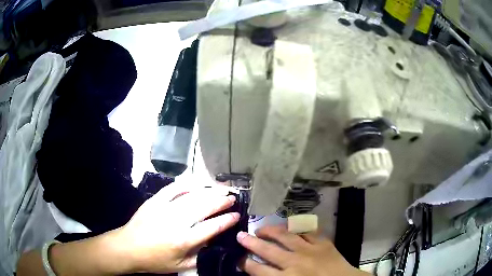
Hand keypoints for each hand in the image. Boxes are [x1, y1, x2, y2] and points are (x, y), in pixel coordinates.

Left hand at [114, 182, 239, 273]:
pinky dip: (186, 184)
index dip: (227, 220)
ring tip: (221, 189)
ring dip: (209, 192)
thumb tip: (213, 245)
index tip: (237, 215)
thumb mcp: (180, 266)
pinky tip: (196, 183)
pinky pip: (173, 188)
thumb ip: (199, 256)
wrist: (128, 247)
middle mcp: (177, 221)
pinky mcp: (155, 201)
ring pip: (192, 196)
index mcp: (184, 240)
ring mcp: (165, 208)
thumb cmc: (154, 260)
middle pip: (204, 207)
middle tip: (232, 197)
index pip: (212, 227)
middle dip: (221, 202)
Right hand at [237, 225, 369, 275]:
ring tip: (261, 228)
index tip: (239, 258)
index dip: (245, 263)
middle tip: (240, 235)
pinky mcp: (323, 242)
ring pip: (285, 235)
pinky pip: (307, 231)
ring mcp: (310, 250)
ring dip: (270, 231)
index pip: (258, 269)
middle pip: (267, 250)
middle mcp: (294, 262)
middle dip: (251, 243)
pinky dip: (297, 228)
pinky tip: (290, 227)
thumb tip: (260, 272)